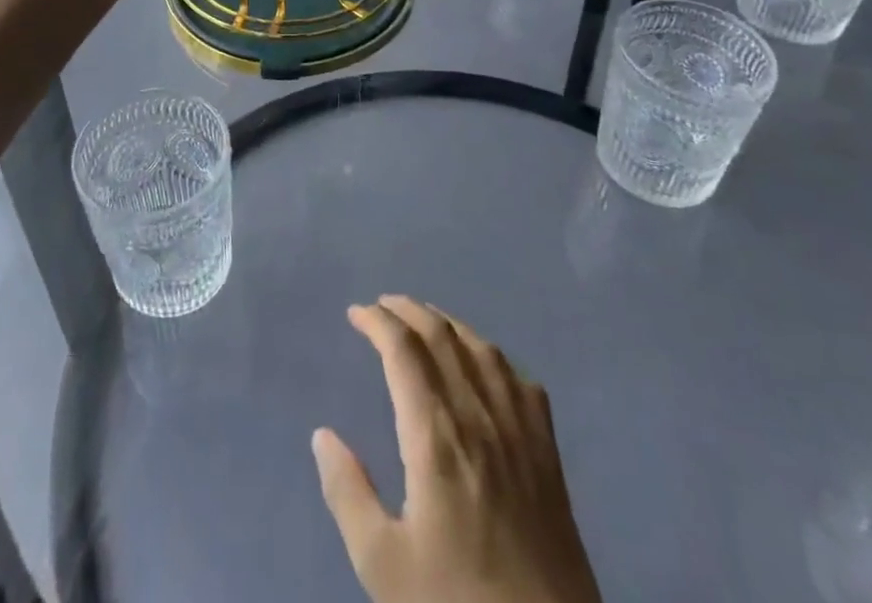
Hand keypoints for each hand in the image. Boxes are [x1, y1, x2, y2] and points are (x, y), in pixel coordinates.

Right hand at [314, 296, 600, 602]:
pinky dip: (493, 355)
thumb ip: (348, 493)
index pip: (403, 351)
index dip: (378, 322)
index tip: (356, 314)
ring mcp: (519, 431)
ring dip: (448, 323)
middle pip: (442, 336)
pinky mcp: (548, 453)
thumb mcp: (382, 565)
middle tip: (382, 306)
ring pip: (481, 349)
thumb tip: (323, 435)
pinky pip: (520, 380)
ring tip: (425, 321)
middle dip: (408, 310)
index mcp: (435, 436)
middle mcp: (478, 416)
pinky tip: (485, 364)